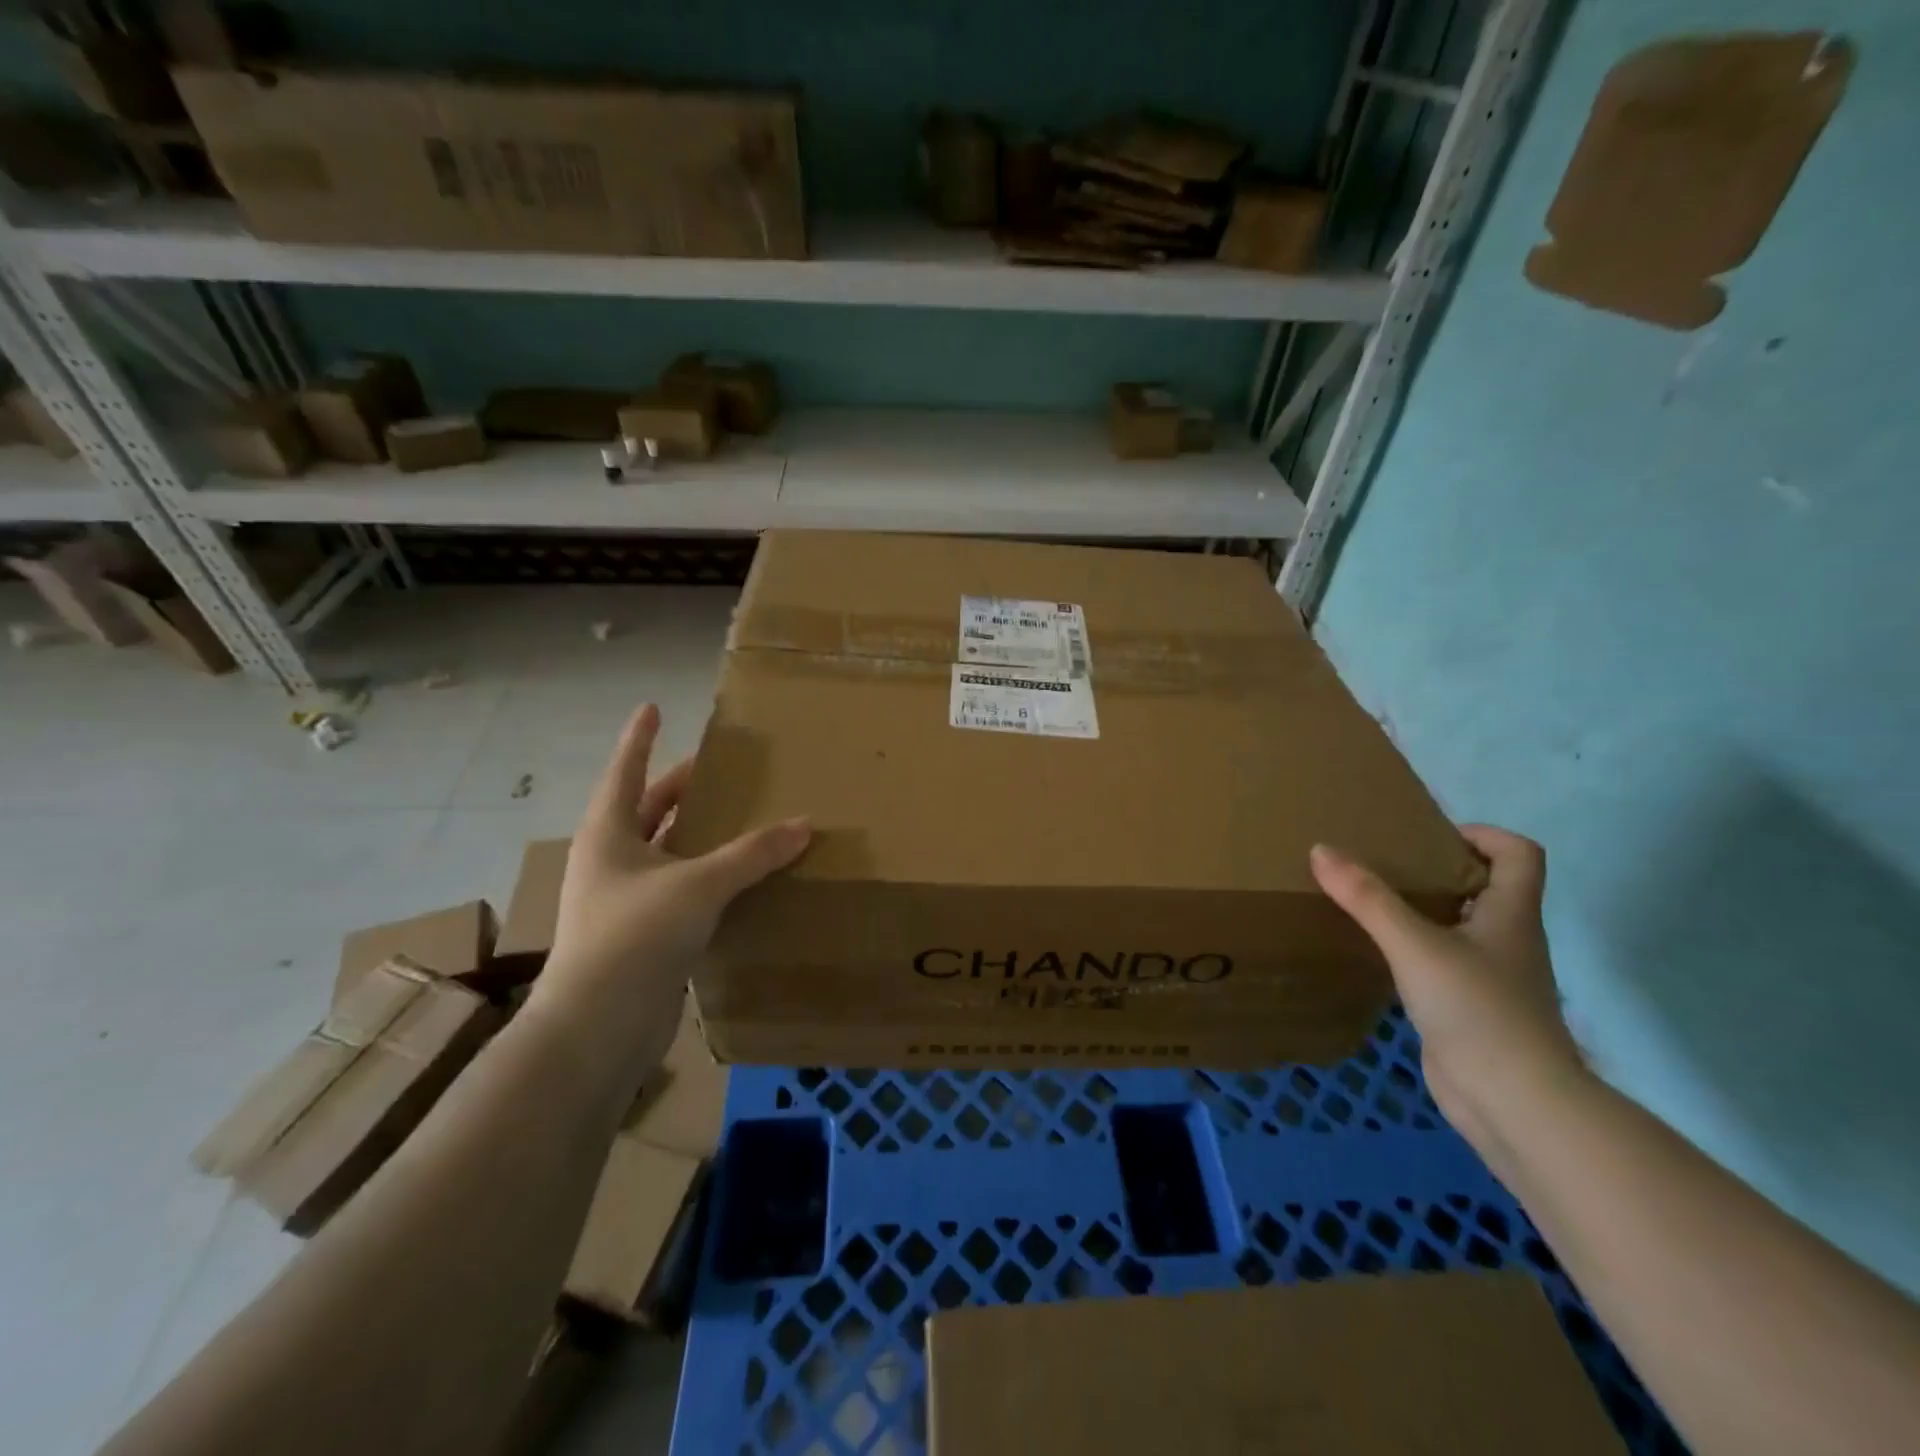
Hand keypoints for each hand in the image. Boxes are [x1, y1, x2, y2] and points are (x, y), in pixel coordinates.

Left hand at [529, 704, 809, 1051]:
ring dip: (697, 834)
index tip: (652, 707)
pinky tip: (738, 877)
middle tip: (719, 769)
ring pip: (666, 851)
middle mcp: (612, 860)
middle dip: (680, 787)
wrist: (598, 1026)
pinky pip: (680, 888)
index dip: (640, 738)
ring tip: (737, 816)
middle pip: (648, 809)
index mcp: (609, 834)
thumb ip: (752, 853)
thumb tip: (804, 825)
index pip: (627, 771)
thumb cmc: (635, 936)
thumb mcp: (699, 884)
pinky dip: (706, 875)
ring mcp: (624, 899)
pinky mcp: (642, 934)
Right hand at [1309, 826, 1587, 1151]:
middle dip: (1437, 870)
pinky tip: (1377, 954)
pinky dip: (1413, 950)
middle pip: (1485, 887)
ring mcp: (1490, 978)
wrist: (1514, 1103)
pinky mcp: (1469, 1009)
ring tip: (1369, 902)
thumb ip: (1367, 898)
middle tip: (1383, 864)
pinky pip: (1441, 964)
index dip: (1482, 835)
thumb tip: (1320, 849)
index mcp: (1511, 915)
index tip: (1428, 838)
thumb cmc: (1478, 1010)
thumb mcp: (1415, 945)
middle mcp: (1507, 940)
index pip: (1519, 854)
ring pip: (1459, 927)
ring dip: (1422, 911)